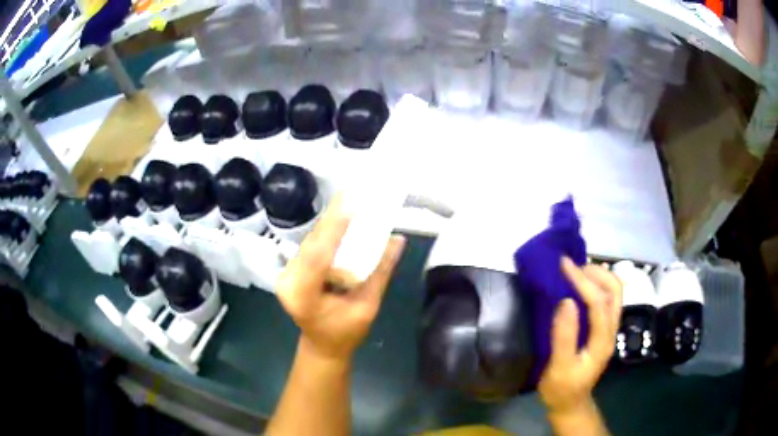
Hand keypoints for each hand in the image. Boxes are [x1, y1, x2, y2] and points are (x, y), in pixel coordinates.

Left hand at [275, 195, 406, 361]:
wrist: (322, 345)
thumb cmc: (345, 333)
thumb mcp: (368, 306)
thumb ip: (380, 272)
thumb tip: (397, 239)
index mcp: (303, 295)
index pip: (318, 256)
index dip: (334, 229)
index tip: (351, 205)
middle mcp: (288, 280)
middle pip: (312, 243)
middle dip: (334, 218)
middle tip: (354, 193)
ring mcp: (286, 274)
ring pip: (310, 240)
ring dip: (331, 222)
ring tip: (350, 201)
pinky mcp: (291, 269)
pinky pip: (310, 246)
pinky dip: (327, 233)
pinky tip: (341, 219)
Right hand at [539, 257, 622, 414]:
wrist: (571, 403)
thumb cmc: (562, 389)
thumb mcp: (558, 368)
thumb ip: (564, 337)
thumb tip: (566, 301)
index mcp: (602, 341)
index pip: (599, 303)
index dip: (583, 282)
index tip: (564, 265)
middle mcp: (611, 330)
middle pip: (615, 291)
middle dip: (596, 272)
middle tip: (572, 265)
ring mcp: (609, 329)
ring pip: (614, 292)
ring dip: (599, 276)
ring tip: (576, 270)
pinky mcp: (603, 328)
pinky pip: (606, 299)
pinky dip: (596, 284)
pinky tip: (581, 284)